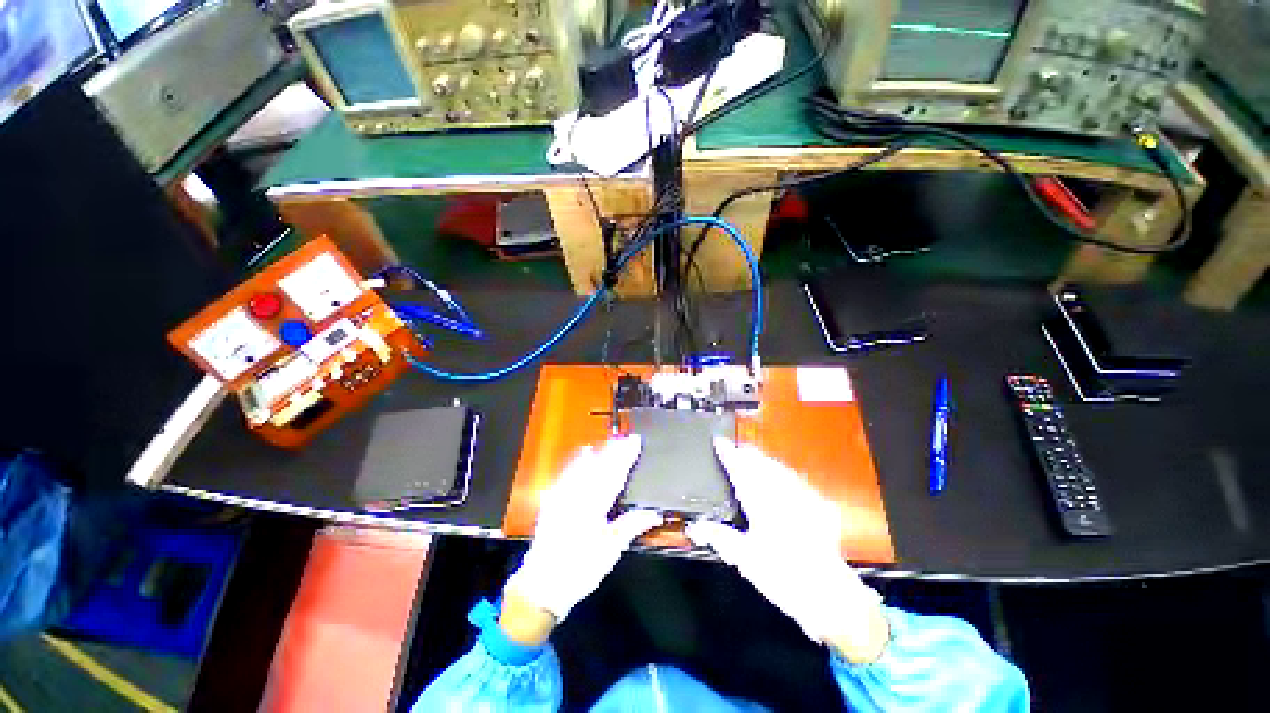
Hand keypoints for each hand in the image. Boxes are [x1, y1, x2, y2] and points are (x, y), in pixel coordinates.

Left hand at [501, 436, 661, 642]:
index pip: (614, 475)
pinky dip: (577, 461)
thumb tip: (655, 513)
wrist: (542, 584)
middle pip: (599, 467)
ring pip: (584, 466)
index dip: (626, 457)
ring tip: (611, 441)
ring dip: (599, 452)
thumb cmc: (580, 569)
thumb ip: (631, 527)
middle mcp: (577, 495)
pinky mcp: (553, 500)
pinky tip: (583, 452)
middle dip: (614, 451)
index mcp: (593, 506)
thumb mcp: (610, 551)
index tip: (635, 442)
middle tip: (627, 438)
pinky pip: (567, 473)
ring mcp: (563, 495)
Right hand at [687, 438, 889, 662]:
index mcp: (762, 503)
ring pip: (779, 469)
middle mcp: (783, 494)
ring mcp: (802, 498)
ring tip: (754, 456)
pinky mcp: (818, 506)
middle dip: (747, 453)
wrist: (829, 594)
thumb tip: (695, 526)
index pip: (741, 470)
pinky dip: (784, 473)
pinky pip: (797, 480)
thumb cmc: (783, 576)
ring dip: (764, 460)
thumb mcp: (745, 559)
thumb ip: (720, 537)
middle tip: (734, 448)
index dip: (729, 454)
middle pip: (762, 464)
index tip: (719, 442)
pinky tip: (783, 475)